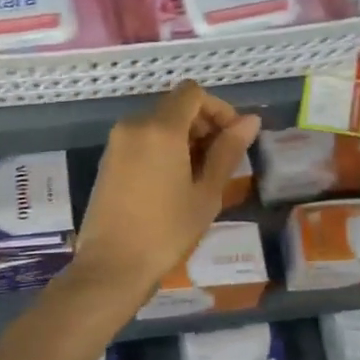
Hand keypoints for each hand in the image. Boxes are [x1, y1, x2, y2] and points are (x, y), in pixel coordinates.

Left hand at [72, 81, 260, 296]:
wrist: (112, 266)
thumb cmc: (166, 232)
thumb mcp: (206, 193)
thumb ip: (228, 151)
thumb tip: (251, 121)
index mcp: (160, 128)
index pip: (193, 93)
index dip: (218, 109)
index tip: (232, 140)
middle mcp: (134, 125)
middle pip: (175, 106)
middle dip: (203, 125)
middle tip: (220, 162)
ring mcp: (116, 142)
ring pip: (158, 123)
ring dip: (184, 138)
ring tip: (199, 176)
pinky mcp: (108, 160)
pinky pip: (142, 139)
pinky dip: (163, 148)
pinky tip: (174, 182)